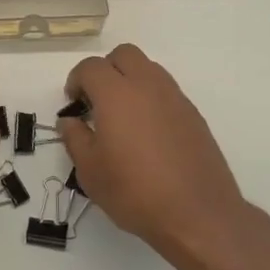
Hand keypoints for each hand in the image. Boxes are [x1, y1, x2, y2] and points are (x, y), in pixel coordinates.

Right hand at [58, 44, 248, 258]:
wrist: (198, 214)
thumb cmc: (135, 192)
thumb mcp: (91, 171)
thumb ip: (75, 138)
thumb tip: (70, 120)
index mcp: (117, 93)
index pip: (91, 67)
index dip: (76, 80)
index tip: (74, 103)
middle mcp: (147, 85)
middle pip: (124, 54)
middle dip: (106, 69)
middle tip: (97, 100)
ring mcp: (175, 97)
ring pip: (148, 68)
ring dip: (131, 80)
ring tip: (123, 116)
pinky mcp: (193, 114)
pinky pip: (166, 91)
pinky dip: (151, 98)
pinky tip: (148, 133)